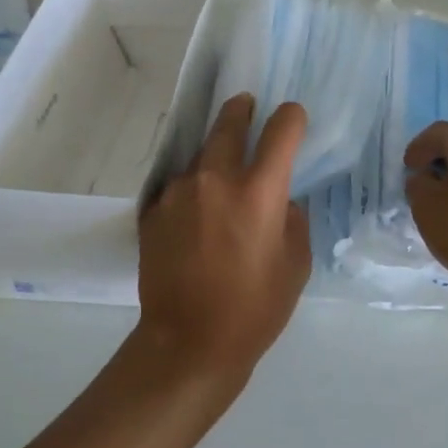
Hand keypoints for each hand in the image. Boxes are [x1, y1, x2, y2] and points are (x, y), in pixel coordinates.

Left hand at [137, 94, 311, 385]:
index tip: (292, 117)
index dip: (290, 118)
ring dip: (213, 158)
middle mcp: (215, 179)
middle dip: (240, 111)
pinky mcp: (153, 212)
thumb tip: (279, 201)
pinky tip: (195, 213)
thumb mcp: (295, 264)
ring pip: (199, 158)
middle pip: (227, 125)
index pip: (280, 131)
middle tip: (245, 105)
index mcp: (259, 191)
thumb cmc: (255, 308)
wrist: (189, 342)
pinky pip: (177, 188)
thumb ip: (291, 220)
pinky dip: (191, 191)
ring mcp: (178, 193)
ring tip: (220, 175)